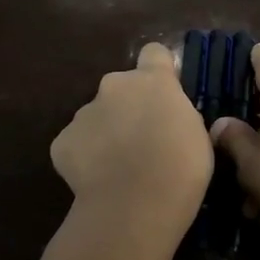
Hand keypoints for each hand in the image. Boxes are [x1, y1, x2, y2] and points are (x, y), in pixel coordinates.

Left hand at [52, 43, 213, 231]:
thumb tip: (169, 118)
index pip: (154, 53)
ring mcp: (84, 113)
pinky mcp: (62, 141)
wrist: (134, 206)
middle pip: (121, 88)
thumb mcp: (197, 136)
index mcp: (152, 81)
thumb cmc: (180, 169)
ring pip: (97, 116)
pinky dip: (85, 157)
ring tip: (119, 168)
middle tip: (142, 141)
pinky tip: (99, 180)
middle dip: (129, 107)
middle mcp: (114, 86)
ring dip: (107, 132)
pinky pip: (76, 143)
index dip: (159, 70)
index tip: (164, 92)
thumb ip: (179, 115)